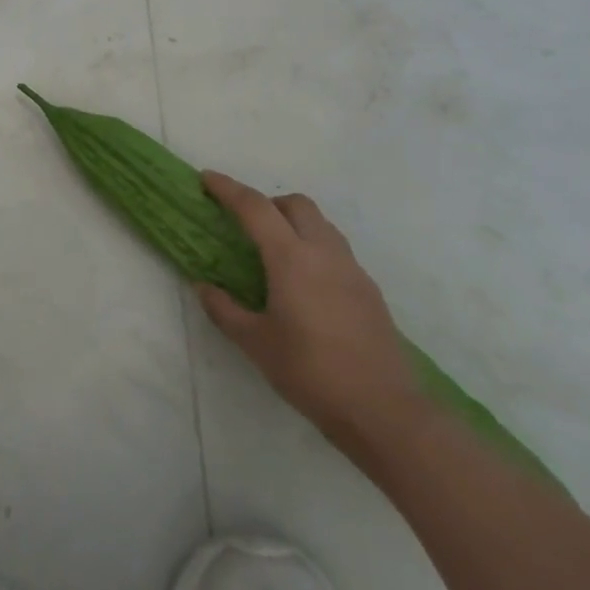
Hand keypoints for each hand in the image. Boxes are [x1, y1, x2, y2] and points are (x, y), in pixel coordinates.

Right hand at [197, 174, 422, 461]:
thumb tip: (204, 287)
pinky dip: (313, 249)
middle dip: (267, 203)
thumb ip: (225, 309)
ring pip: (321, 224)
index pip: (254, 208)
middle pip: (296, 204)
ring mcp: (352, 270)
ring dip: (293, 223)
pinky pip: (336, 251)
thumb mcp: (255, 343)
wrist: (384, 411)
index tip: (207, 178)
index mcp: (292, 258)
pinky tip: (303, 285)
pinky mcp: (369, 291)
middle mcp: (324, 253)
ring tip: (273, 253)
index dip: (228, 189)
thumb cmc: (311, 372)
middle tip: (245, 224)